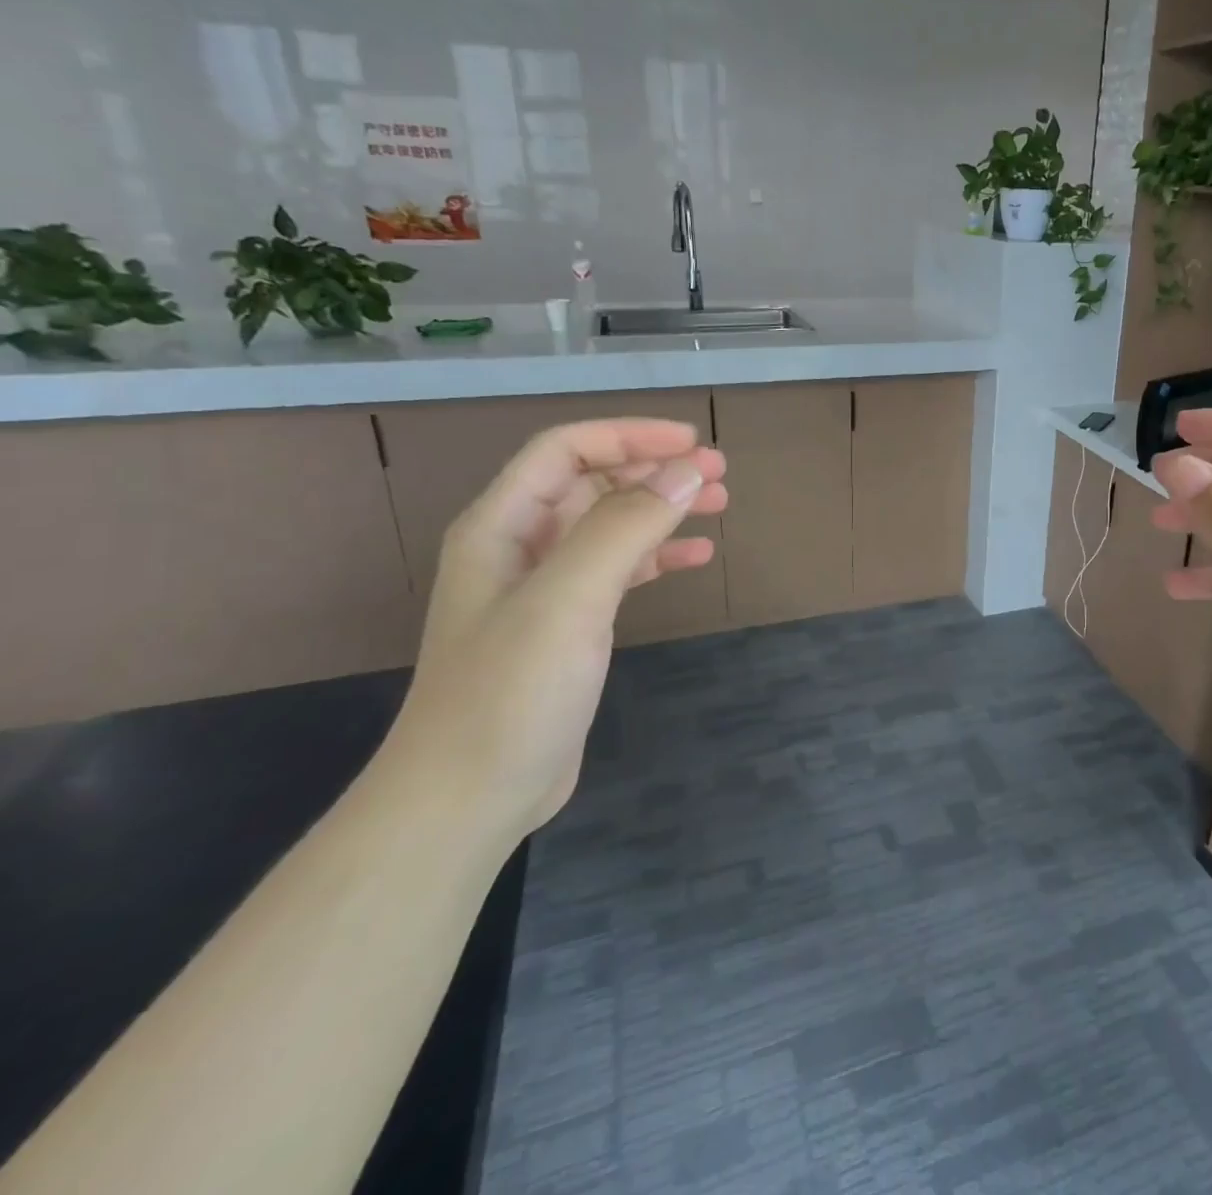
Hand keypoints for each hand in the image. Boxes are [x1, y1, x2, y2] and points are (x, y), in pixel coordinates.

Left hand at [377, 419, 726, 839]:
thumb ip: (625, 527)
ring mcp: (545, 589)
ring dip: (662, 507)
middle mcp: (520, 547)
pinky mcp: (569, 626)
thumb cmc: (509, 692)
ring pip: (610, 524)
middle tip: (719, 471)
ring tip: (719, 502)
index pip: (565, 450)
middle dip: (653, 468)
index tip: (692, 443)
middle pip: (591, 482)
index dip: (628, 436)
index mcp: (502, 526)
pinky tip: (696, 555)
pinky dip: (658, 555)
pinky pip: (619, 570)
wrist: (470, 798)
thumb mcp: (568, 599)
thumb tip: (686, 472)